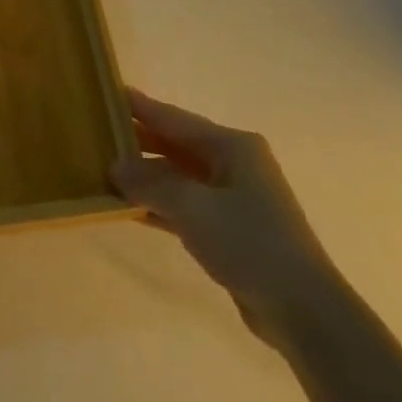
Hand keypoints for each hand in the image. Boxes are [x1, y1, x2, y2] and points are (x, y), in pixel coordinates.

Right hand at [111, 89, 332, 349]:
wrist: (302, 308)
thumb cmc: (250, 242)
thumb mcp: (193, 208)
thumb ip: (150, 183)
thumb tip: (114, 166)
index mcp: (233, 146)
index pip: (176, 119)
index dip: (142, 107)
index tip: (110, 93)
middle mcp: (234, 164)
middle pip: (177, 145)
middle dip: (140, 141)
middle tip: (98, 134)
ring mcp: (234, 197)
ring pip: (179, 177)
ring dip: (146, 177)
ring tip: (105, 169)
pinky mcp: (230, 229)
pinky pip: (185, 205)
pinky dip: (159, 205)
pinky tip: (130, 209)